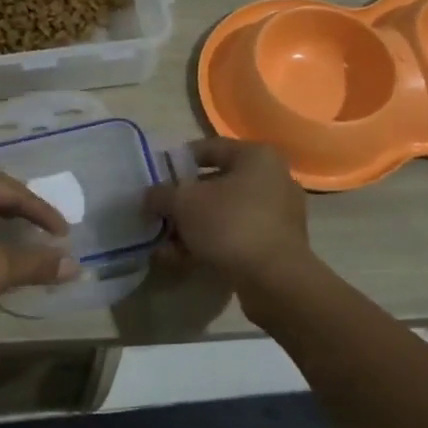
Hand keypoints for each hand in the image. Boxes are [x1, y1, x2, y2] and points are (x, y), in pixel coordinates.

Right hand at [144, 138, 312, 301]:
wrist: (275, 279)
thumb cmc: (229, 224)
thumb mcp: (183, 203)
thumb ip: (161, 194)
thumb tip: (150, 196)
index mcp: (256, 157)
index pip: (209, 148)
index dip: (178, 161)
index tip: (156, 178)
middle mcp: (273, 179)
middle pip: (216, 184)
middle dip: (183, 201)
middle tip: (159, 213)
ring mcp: (278, 214)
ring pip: (224, 213)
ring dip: (192, 227)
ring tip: (164, 244)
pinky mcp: (277, 244)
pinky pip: (236, 236)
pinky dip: (210, 244)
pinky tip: (181, 259)